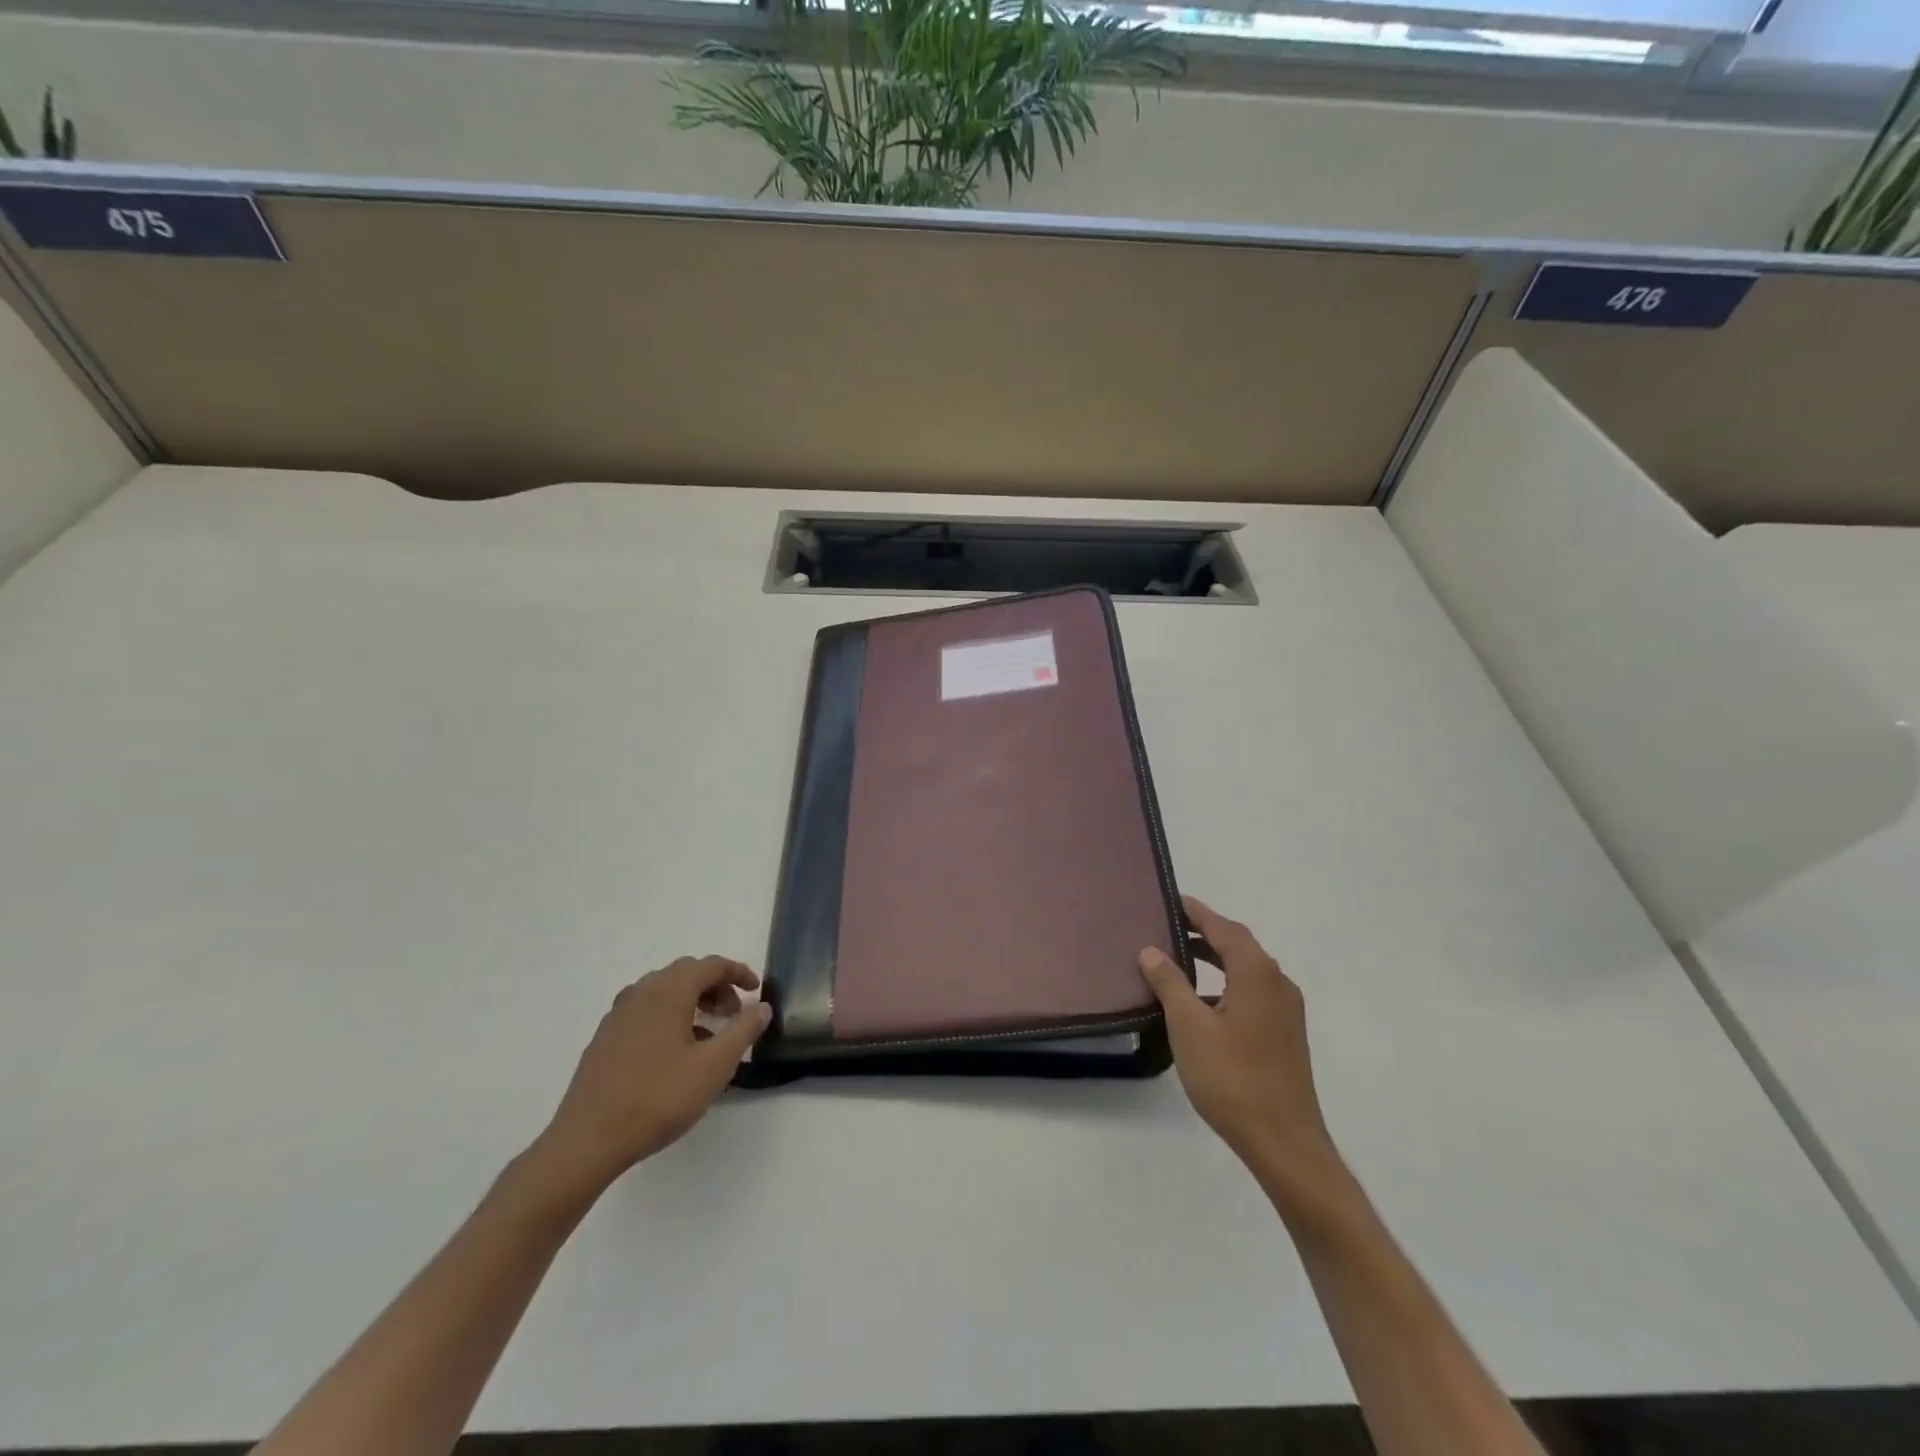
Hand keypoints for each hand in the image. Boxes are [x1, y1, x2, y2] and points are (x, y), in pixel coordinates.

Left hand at [535, 956, 769, 1192]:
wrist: (587, 1141)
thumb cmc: (658, 1098)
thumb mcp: (714, 1066)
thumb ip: (743, 1031)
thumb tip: (761, 1007)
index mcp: (668, 991)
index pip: (711, 965)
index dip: (738, 972)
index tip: (756, 991)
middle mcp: (641, 992)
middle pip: (686, 973)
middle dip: (715, 986)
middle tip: (734, 1014)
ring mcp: (618, 1014)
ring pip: (664, 991)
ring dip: (692, 1001)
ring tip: (708, 1034)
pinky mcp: (605, 1037)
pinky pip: (646, 1010)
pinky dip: (669, 1015)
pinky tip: (675, 1052)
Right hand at [1139, 896, 1343, 1196]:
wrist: (1283, 1142)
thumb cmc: (1232, 1077)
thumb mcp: (1188, 1025)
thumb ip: (1170, 982)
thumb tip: (1151, 950)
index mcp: (1256, 972)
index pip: (1223, 927)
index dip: (1196, 912)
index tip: (1171, 900)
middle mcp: (1277, 983)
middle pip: (1238, 945)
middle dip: (1204, 932)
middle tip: (1168, 927)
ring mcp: (1286, 1011)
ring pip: (1246, 970)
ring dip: (1215, 959)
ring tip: (1179, 960)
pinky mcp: (1285, 1035)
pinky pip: (1252, 992)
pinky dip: (1225, 985)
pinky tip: (1201, 1004)